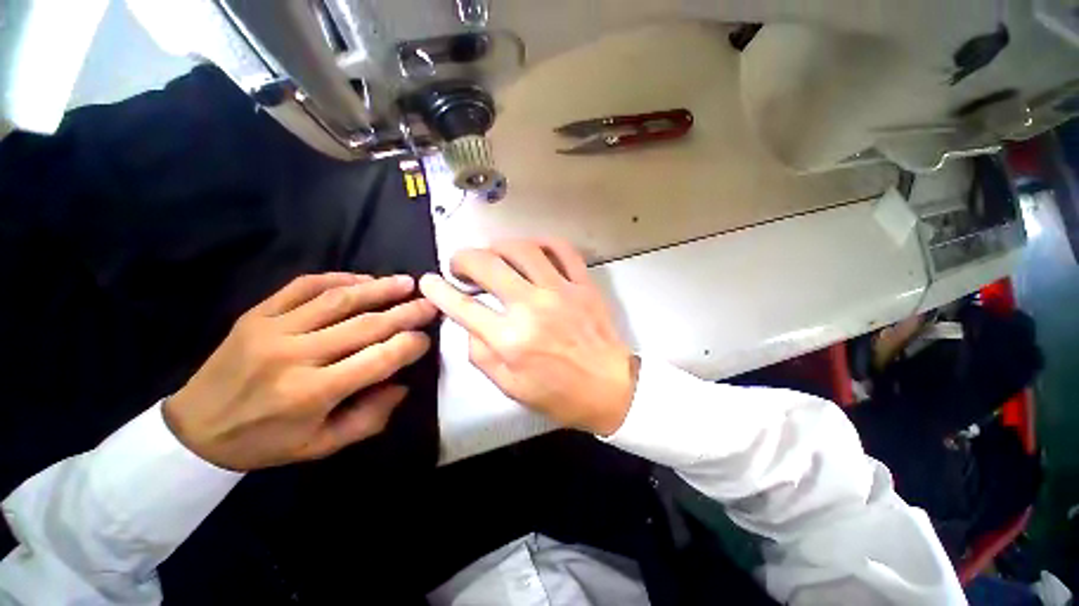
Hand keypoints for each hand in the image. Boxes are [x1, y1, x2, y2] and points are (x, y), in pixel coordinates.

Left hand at [165, 273, 436, 470]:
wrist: (195, 428)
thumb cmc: (264, 442)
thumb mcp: (321, 446)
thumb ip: (369, 418)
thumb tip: (402, 385)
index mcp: (312, 393)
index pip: (377, 359)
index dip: (409, 346)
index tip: (426, 339)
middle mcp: (295, 356)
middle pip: (364, 325)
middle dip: (405, 312)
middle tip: (430, 303)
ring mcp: (273, 329)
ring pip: (338, 300)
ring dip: (379, 289)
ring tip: (406, 282)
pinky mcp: (257, 314)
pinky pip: (303, 286)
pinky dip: (338, 279)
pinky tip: (362, 279)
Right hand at [420, 239, 637, 435]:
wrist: (611, 388)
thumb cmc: (559, 394)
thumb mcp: (510, 387)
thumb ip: (481, 355)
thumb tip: (468, 324)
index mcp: (511, 339)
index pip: (462, 306)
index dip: (438, 291)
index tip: (428, 281)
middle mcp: (532, 308)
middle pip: (488, 265)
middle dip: (463, 259)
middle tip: (460, 265)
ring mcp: (561, 291)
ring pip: (522, 249)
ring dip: (499, 247)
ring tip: (493, 255)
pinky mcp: (583, 284)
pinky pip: (562, 250)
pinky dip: (542, 242)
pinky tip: (532, 249)